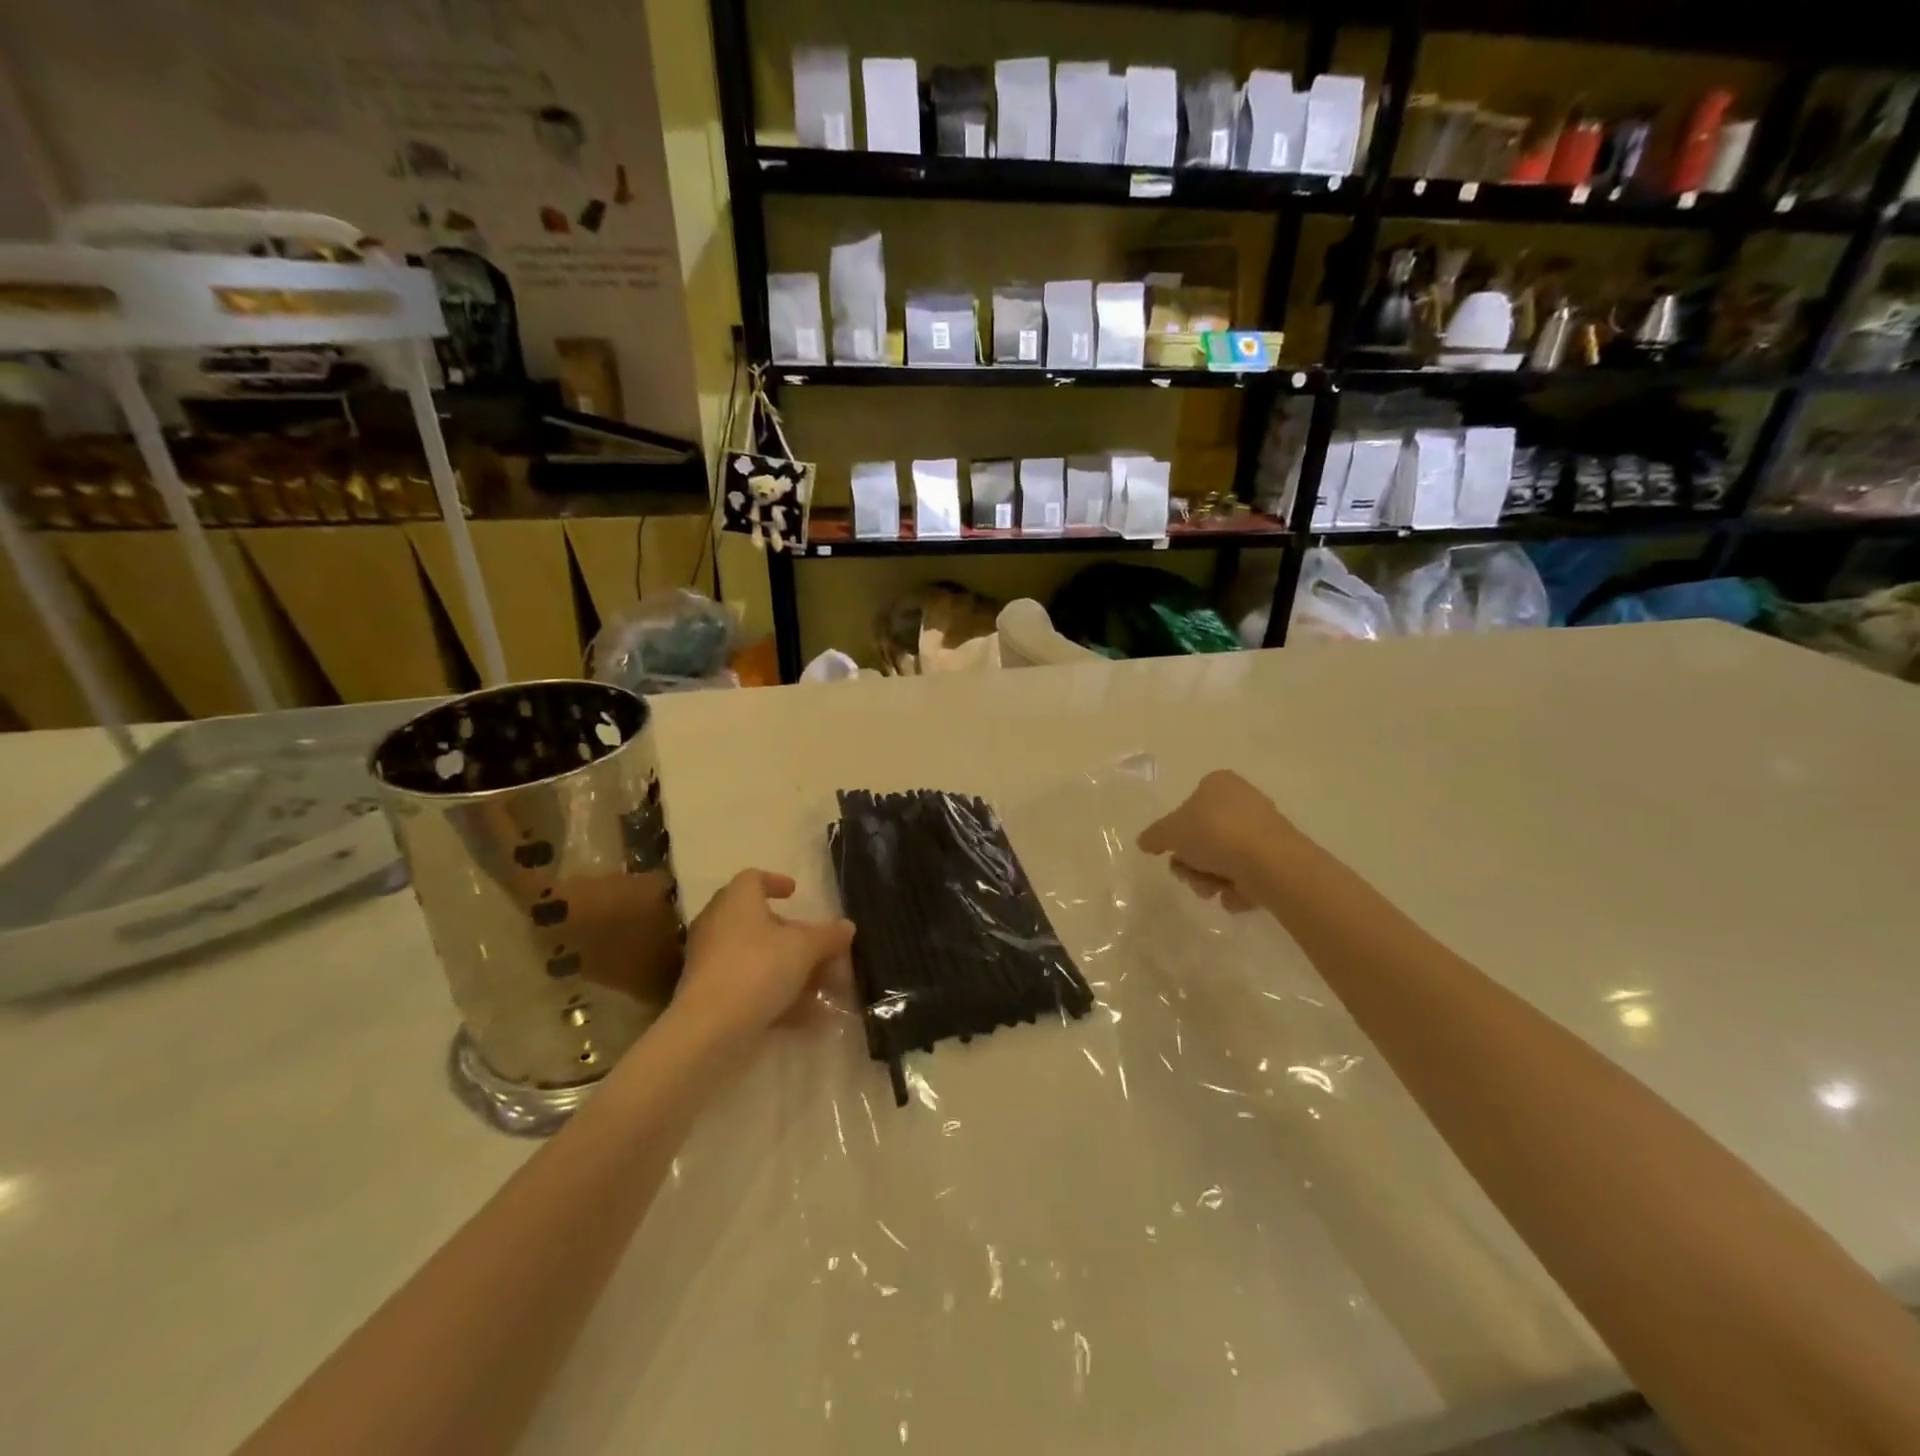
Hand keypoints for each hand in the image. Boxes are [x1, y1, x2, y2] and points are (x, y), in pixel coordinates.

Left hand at [671, 870, 855, 1041]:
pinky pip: (747, 985)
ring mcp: (710, 961)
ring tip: (818, 986)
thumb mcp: (805, 948)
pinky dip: (774, 993)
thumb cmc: (758, 968)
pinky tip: (804, 1015)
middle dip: (790, 933)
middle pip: (757, 920)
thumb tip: (847, 926)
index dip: (775, 882)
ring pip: (755, 956)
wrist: (710, 1028)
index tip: (794, 893)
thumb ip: (828, 936)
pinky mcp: (708, 994)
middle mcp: (718, 925)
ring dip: (786, 967)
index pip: (753, 878)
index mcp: (736, 901)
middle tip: (815, 945)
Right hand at [1137, 770, 1292, 912]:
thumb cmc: (1215, 833)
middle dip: (1192, 863)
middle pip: (1203, 838)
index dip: (1177, 833)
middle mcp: (1243, 801)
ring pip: (1222, 859)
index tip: (1173, 851)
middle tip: (1190, 874)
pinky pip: (1246, 875)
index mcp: (1218, 784)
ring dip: (1210, 879)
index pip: (1188, 806)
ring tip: (1214, 889)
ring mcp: (1262, 830)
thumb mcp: (1170, 832)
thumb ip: (1154, 836)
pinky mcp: (1278, 857)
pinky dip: (1237, 888)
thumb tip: (1144, 842)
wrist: (1270, 863)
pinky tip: (1237, 893)